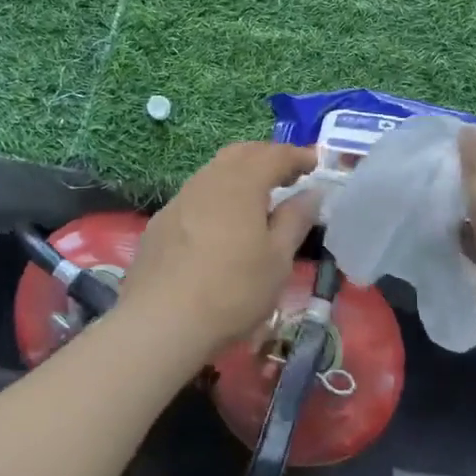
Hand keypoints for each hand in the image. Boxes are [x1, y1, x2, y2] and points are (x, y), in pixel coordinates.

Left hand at [119, 141, 322, 355]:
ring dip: (239, 175)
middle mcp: (207, 181)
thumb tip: (311, 193)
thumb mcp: (277, 259)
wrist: (161, 322)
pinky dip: (217, 197)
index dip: (297, 156)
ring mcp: (179, 200)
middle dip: (266, 157)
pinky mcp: (160, 222)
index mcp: (241, 184)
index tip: (315, 164)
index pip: (274, 155)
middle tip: (288, 176)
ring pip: (214, 172)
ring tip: (257, 199)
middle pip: (240, 154)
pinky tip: (221, 224)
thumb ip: (295, 220)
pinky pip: (195, 196)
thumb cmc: (232, 290)